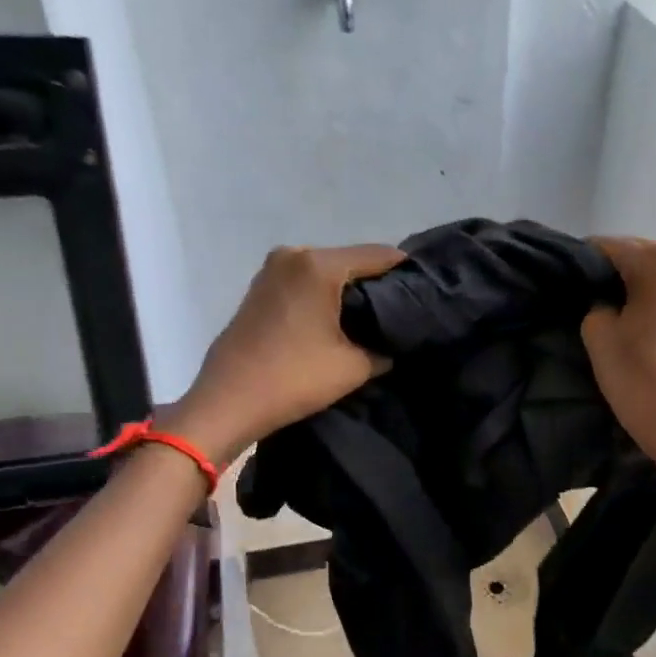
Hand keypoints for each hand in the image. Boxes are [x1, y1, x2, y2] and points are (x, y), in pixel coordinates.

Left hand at [165, 243, 406, 462]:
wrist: (228, 401)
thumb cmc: (294, 378)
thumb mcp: (354, 367)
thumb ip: (383, 349)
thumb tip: (393, 344)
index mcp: (319, 265)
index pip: (379, 256)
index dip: (406, 272)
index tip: (427, 291)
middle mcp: (294, 255)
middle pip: (351, 260)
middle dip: (377, 283)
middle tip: (403, 310)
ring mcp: (272, 269)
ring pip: (326, 271)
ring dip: (349, 290)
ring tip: (373, 318)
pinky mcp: (260, 288)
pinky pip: (305, 282)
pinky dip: (324, 295)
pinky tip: (338, 320)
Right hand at [581, 237, 655, 486]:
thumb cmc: (642, 381)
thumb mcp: (599, 337)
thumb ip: (593, 303)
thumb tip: (602, 298)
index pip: (605, 248)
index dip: (580, 267)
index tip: (566, 291)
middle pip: (635, 257)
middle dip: (610, 277)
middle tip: (586, 307)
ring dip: (634, 290)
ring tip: (615, 320)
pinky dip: (655, 302)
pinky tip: (641, 327)